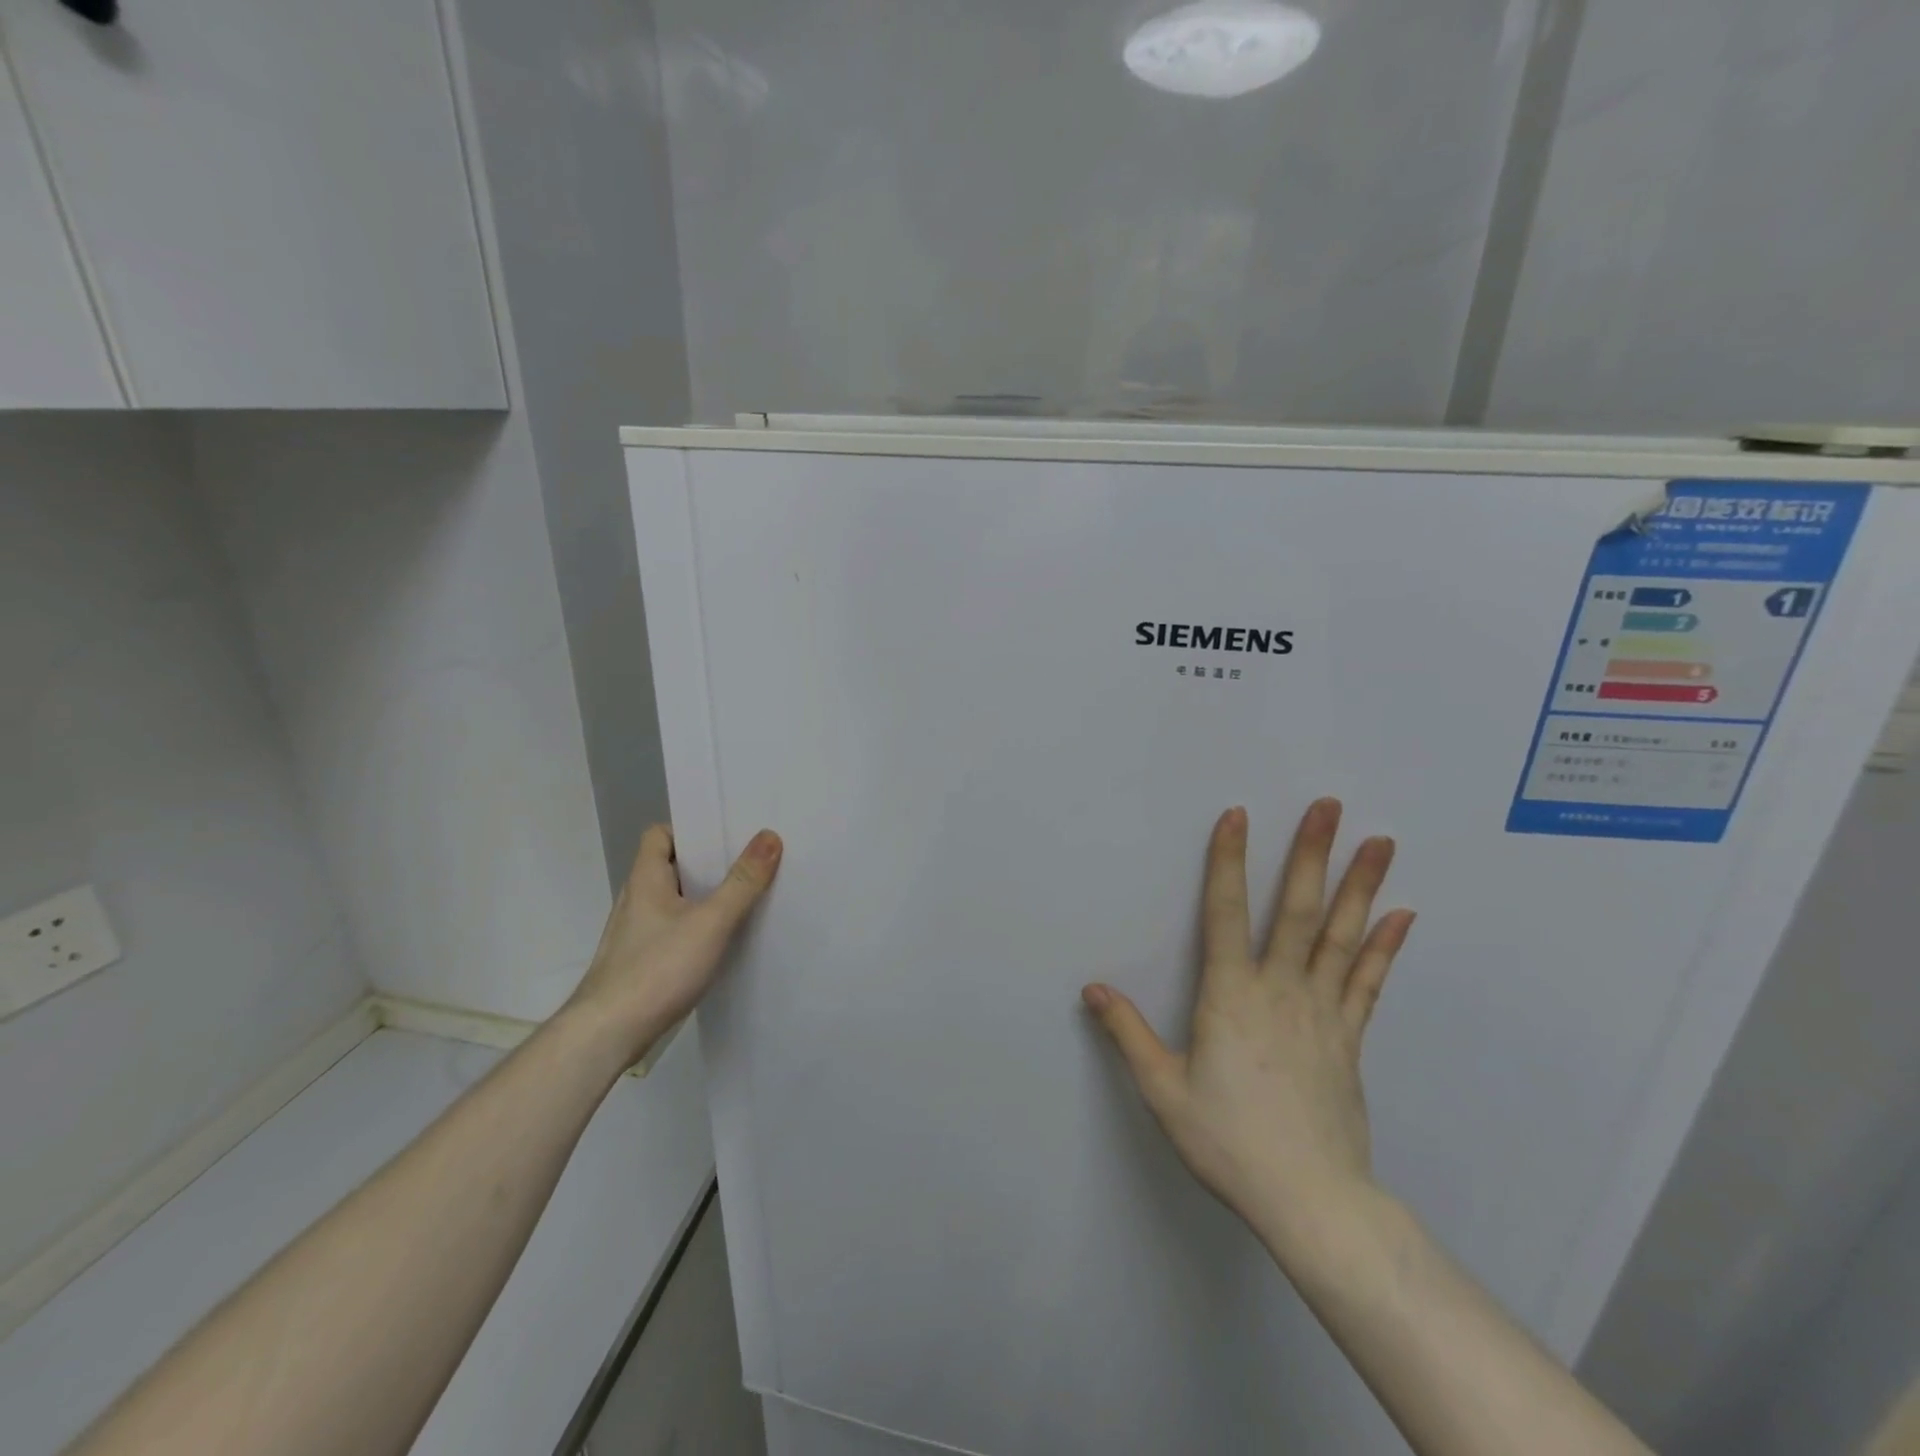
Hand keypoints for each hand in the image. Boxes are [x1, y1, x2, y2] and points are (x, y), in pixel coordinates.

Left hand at [564, 823, 782, 1067]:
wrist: (607, 1035)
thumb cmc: (656, 969)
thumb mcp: (710, 922)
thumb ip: (742, 882)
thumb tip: (769, 836)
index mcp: (646, 879)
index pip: (660, 835)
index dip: (690, 830)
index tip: (726, 836)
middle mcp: (637, 900)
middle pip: (672, 867)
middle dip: (708, 865)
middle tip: (749, 863)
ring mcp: (636, 933)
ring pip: (675, 901)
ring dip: (704, 899)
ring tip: (745, 899)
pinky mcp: (641, 962)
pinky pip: (674, 931)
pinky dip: (696, 929)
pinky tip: (721, 943)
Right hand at [1083, 800, 1413, 1248]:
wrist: (1310, 1200)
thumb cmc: (1228, 1141)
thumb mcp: (1163, 1089)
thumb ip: (1128, 1033)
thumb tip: (1093, 987)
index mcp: (1230, 996)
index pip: (1225, 913)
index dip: (1229, 862)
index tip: (1238, 816)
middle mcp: (1280, 990)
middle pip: (1299, 910)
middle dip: (1312, 854)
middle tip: (1330, 806)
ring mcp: (1323, 1011)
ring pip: (1342, 936)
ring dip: (1359, 885)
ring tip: (1379, 841)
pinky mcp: (1349, 1037)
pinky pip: (1369, 981)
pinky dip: (1385, 946)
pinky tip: (1400, 915)